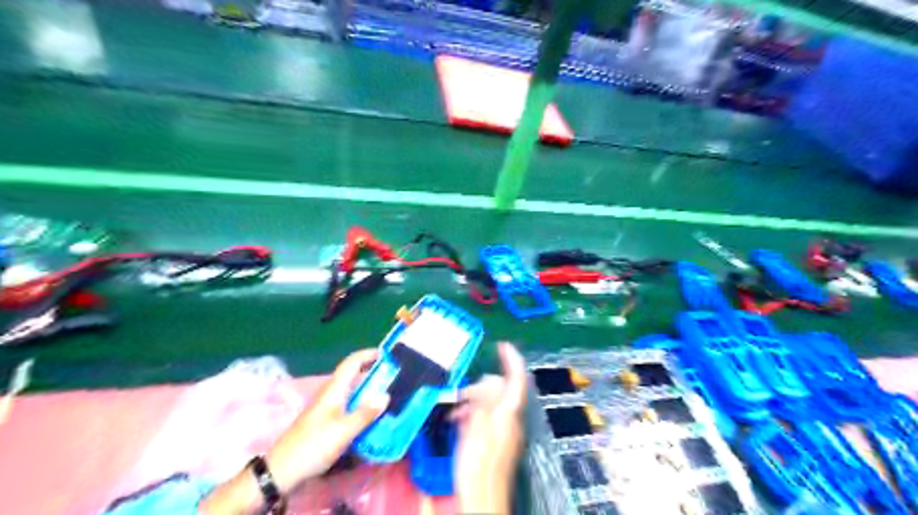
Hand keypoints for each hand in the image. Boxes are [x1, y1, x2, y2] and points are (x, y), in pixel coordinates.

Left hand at [201, 349, 385, 512]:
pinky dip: (361, 404)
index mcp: (334, 389)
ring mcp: (326, 408)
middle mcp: (330, 394)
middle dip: (371, 372)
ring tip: (387, 394)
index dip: (368, 354)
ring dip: (367, 389)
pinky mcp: (324, 421)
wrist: (281, 471)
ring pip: (350, 391)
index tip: (387, 354)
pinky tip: (370, 416)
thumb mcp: (343, 430)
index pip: (352, 362)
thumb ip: (365, 413)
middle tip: (393, 376)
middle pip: (352, 375)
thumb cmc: (313, 445)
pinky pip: (347, 405)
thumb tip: (385, 395)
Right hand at [452, 343, 526, 514]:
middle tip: (460, 393)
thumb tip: (492, 378)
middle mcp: (510, 419)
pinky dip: (472, 414)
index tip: (503, 345)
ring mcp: (504, 430)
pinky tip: (457, 421)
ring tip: (454, 410)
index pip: (517, 379)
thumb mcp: (478, 426)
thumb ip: (486, 400)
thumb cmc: (478, 464)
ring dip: (472, 401)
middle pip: (500, 390)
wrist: (481, 499)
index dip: (512, 360)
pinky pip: (485, 417)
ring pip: (490, 403)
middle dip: (480, 386)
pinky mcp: (495, 440)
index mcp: (509, 413)